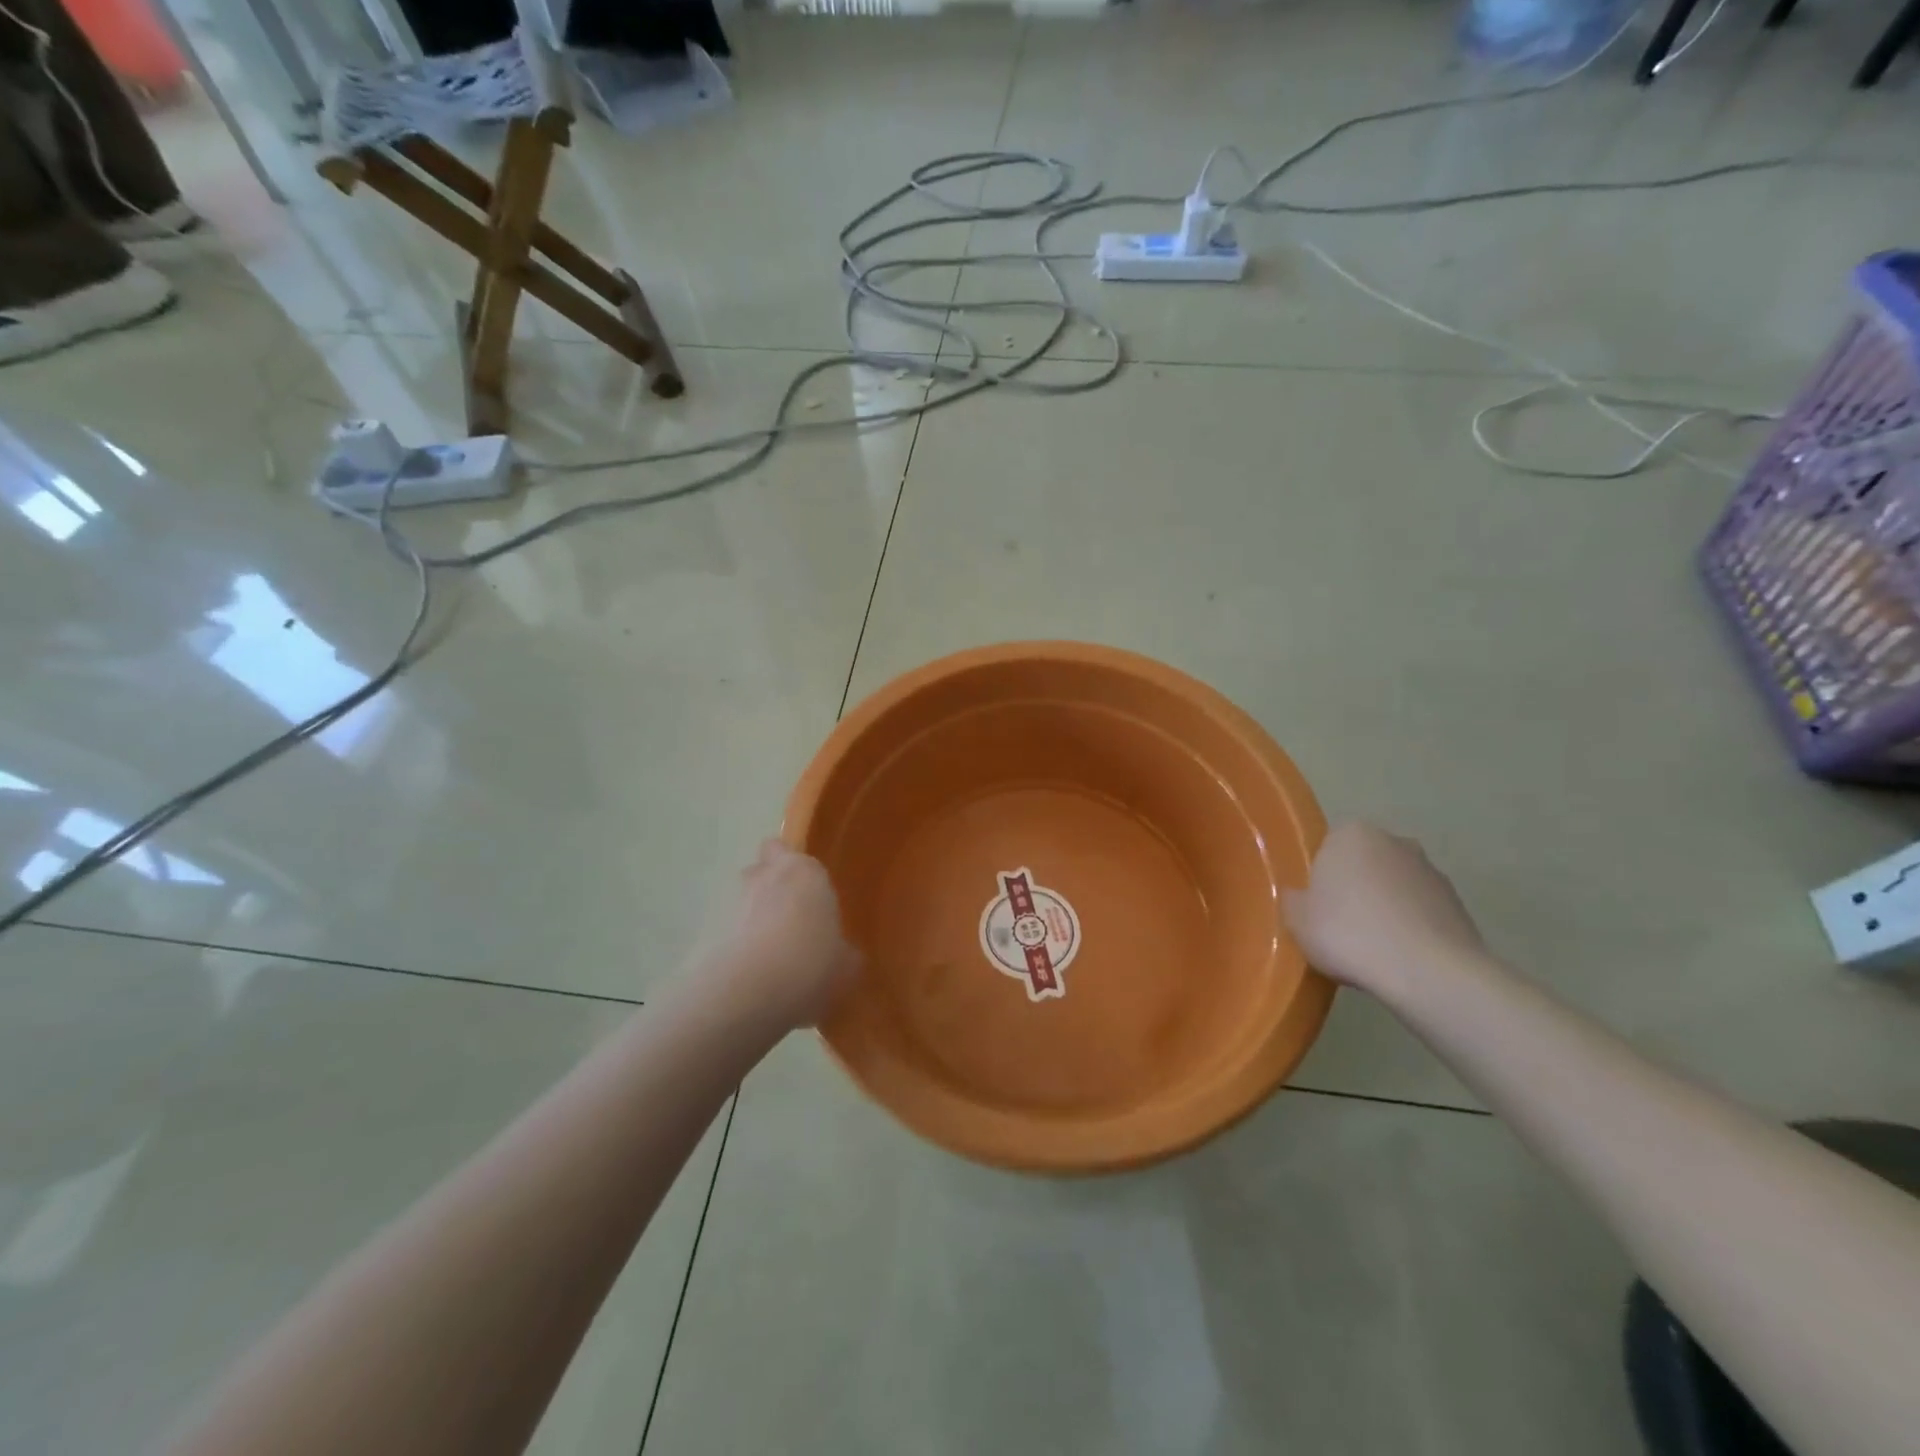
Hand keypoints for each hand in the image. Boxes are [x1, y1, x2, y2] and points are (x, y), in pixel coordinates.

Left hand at [709, 841, 860, 1030]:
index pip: (789, 851)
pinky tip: (749, 980)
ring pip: (741, 901)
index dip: (795, 871)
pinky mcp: (703, 931)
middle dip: (771, 890)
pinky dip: (734, 948)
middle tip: (788, 924)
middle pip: (762, 870)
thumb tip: (843, 955)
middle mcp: (763, 876)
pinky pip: (724, 934)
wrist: (745, 993)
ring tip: (768, 960)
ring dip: (751, 920)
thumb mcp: (845, 966)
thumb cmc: (809, 964)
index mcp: (804, 872)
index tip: (807, 897)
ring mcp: (728, 901)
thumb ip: (844, 954)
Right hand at [1283, 822, 1484, 998]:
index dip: (1320, 879)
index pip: (1327, 849)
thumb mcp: (1296, 920)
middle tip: (1341, 926)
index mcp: (1351, 834)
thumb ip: (1294, 900)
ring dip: (1386, 908)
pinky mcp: (1458, 904)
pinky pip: (1421, 912)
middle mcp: (1394, 841)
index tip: (1316, 908)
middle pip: (1364, 864)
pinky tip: (1401, 958)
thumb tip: (1300, 897)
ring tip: (1373, 949)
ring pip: (1395, 887)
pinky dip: (1412, 928)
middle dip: (1355, 888)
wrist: (1428, 972)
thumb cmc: (1349, 933)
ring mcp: (1431, 871)